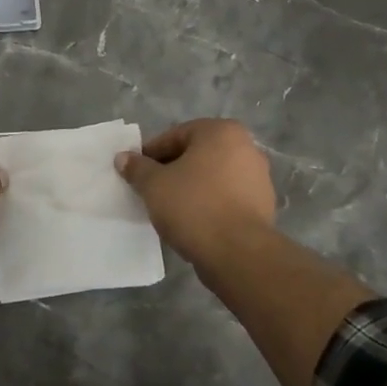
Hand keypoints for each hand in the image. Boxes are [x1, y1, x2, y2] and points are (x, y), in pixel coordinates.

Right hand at [116, 118, 276, 267]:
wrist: (238, 253)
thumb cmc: (193, 207)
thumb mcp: (154, 185)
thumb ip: (137, 168)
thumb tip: (123, 157)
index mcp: (221, 132)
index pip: (176, 135)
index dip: (151, 154)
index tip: (136, 173)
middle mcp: (246, 147)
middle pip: (196, 154)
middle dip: (172, 169)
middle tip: (150, 190)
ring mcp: (258, 177)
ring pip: (212, 177)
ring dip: (191, 187)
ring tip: (170, 208)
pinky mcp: (263, 205)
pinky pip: (226, 197)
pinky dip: (209, 204)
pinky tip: (193, 221)